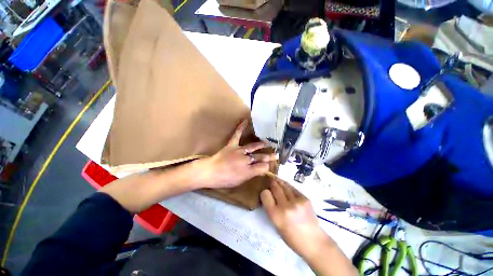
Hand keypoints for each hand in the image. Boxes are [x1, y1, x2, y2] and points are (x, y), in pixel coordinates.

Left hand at [196, 120, 276, 188]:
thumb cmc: (224, 180)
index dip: (267, 166)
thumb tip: (262, 169)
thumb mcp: (240, 182)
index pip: (263, 167)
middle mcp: (245, 160)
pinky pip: (237, 135)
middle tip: (276, 155)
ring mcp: (239, 151)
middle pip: (260, 157)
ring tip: (267, 143)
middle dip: (269, 157)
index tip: (269, 165)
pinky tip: (245, 121)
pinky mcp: (232, 145)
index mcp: (248, 171)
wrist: (210, 172)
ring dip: (261, 145)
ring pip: (253, 147)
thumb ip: (252, 175)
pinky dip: (241, 127)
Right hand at [260, 178, 330, 259]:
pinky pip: (293, 188)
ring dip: (279, 182)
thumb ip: (272, 209)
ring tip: (276, 179)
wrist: (314, 241)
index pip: (265, 195)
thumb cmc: (292, 237)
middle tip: (270, 180)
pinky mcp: (304, 198)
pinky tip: (286, 186)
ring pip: (284, 185)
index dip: (264, 192)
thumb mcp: (276, 224)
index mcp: (276, 215)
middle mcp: (285, 206)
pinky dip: (288, 186)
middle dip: (272, 183)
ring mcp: (296, 201)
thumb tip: (269, 195)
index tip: (265, 192)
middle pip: (275, 188)